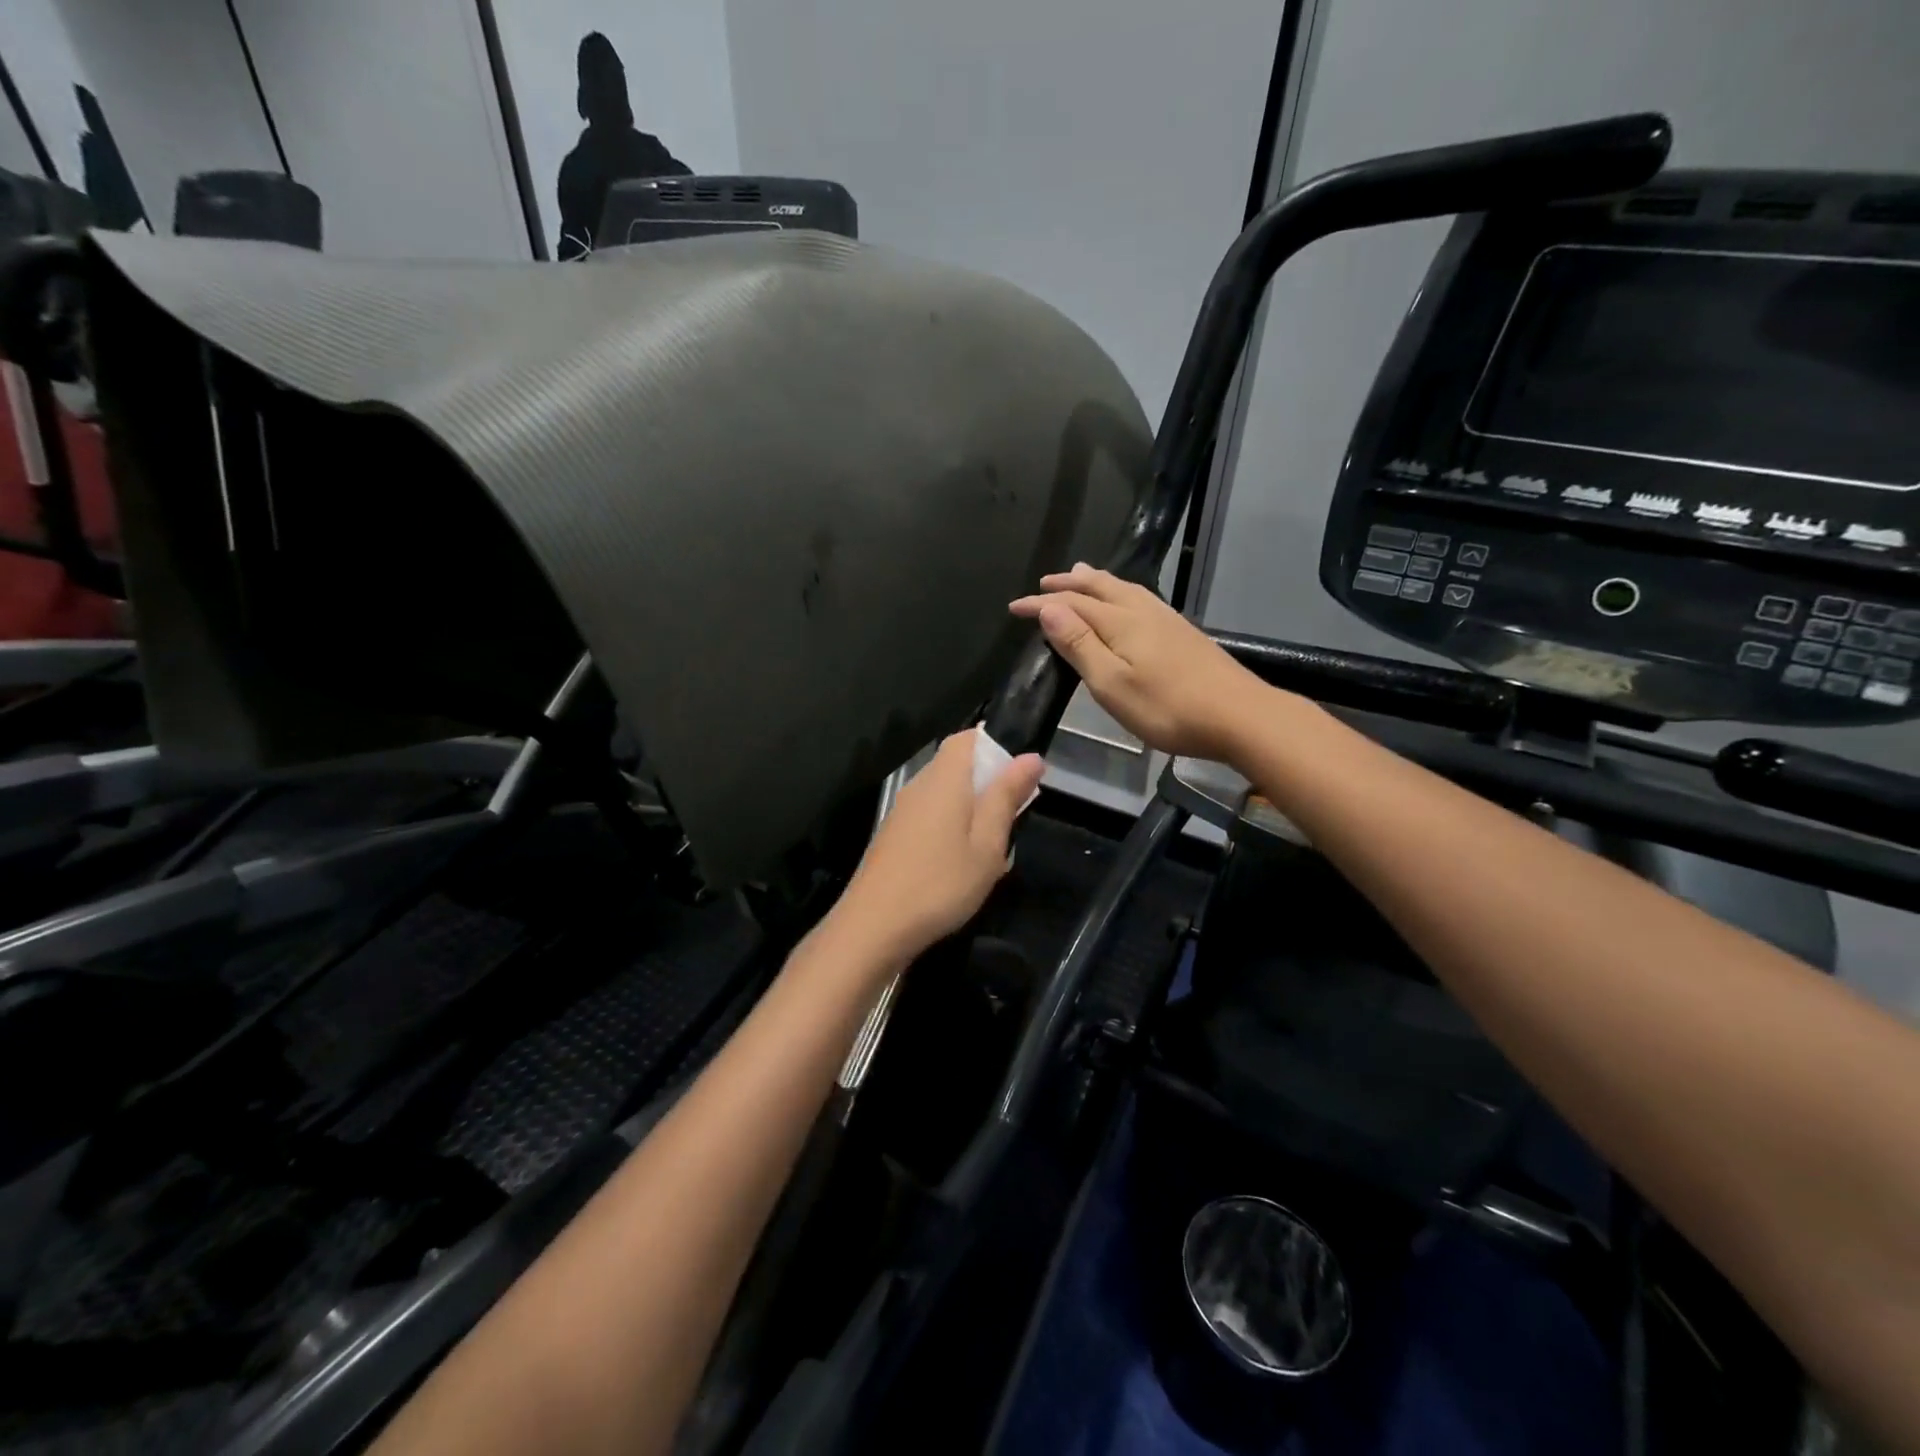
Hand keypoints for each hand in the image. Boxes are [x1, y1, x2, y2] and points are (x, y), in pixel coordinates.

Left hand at [830, 730, 1045, 964]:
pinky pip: (930, 815)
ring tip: (990, 846)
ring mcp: (902, 811)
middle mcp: (919, 785)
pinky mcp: (894, 835)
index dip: (996, 747)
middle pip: (957, 764)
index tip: (1019, 778)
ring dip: (971, 809)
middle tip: (1012, 819)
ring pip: (944, 793)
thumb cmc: (941, 883)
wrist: (874, 926)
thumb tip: (1029, 757)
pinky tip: (960, 863)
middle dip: (988, 782)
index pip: (968, 737)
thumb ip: (1006, 797)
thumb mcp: (987, 844)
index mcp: (944, 779)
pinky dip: (951, 826)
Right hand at [1010, 564, 1265, 760]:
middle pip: (1099, 587)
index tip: (1014, 607)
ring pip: (1123, 589)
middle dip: (1068, 584)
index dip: (1041, 604)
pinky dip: (1119, 592)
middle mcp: (1142, 611)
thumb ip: (1080, 645)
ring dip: (1095, 581)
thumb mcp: (1112, 683)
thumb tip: (1050, 608)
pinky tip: (1127, 602)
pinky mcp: (1182, 632)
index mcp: (1120, 622)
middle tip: (1044, 581)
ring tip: (1079, 575)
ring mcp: (1166, 619)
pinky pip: (1139, 598)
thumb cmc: (1167, 707)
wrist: (1239, 715)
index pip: (1071, 604)